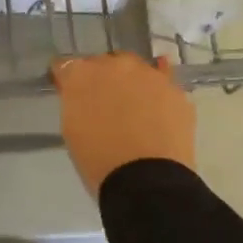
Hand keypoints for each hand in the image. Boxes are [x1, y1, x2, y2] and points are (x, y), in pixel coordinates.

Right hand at [51, 53, 195, 196]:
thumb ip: (75, 102)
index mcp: (82, 74)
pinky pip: (164, 82)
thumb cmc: (98, 160)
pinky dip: (157, 91)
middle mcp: (115, 64)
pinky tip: (158, 100)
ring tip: (134, 108)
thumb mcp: (72, 129)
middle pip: (104, 63)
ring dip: (131, 83)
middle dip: (102, 78)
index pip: (66, 65)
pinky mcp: (176, 90)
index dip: (66, 79)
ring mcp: (149, 74)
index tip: (68, 92)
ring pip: (136, 70)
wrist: (146, 179)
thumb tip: (81, 95)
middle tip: (103, 104)